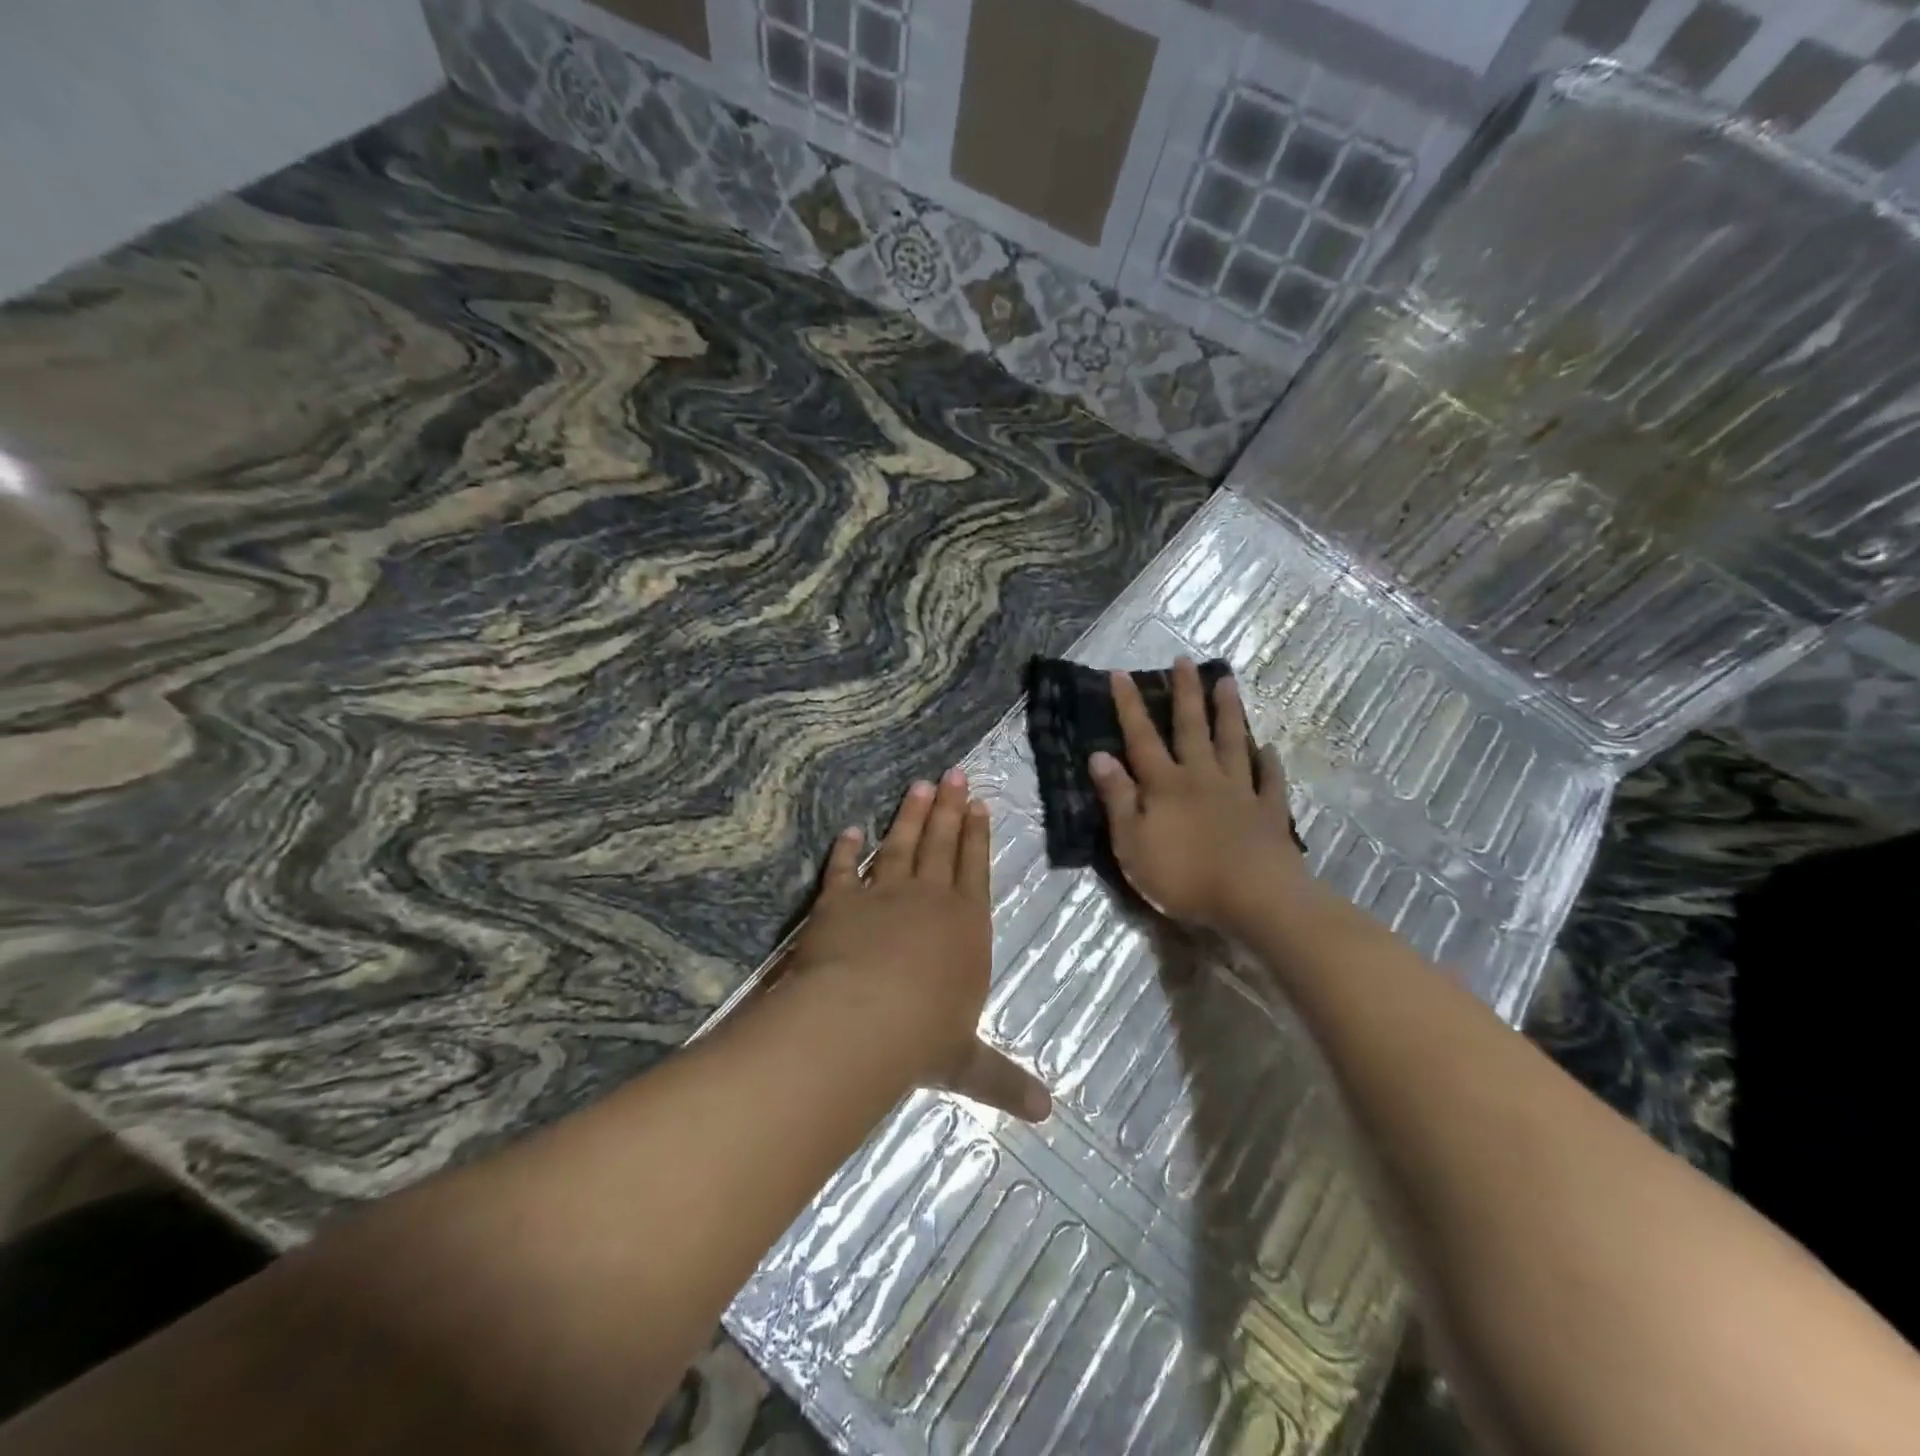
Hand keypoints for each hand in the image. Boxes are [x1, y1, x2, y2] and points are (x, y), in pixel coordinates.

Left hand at [791, 771, 1051, 1121]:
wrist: (861, 1019)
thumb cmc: (924, 1037)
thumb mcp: (968, 1063)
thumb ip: (1003, 1080)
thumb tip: (1047, 1114)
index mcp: (965, 926)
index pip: (974, 869)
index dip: (977, 836)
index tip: (978, 804)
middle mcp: (928, 899)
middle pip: (941, 844)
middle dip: (949, 809)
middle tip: (954, 774)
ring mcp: (882, 895)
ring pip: (900, 845)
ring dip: (910, 816)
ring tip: (919, 786)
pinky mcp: (839, 901)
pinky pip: (844, 869)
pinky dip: (847, 849)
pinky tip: (851, 830)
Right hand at [1088, 657, 1310, 932]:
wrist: (1254, 897)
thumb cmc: (1183, 875)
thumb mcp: (1132, 842)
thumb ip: (1118, 798)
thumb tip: (1099, 755)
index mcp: (1165, 784)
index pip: (1141, 737)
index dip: (1129, 706)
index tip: (1121, 673)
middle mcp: (1202, 777)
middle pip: (1192, 728)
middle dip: (1186, 693)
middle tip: (1186, 661)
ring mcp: (1240, 792)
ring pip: (1232, 743)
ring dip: (1229, 712)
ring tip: (1228, 683)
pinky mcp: (1269, 812)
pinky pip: (1269, 780)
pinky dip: (1268, 762)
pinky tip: (1268, 747)